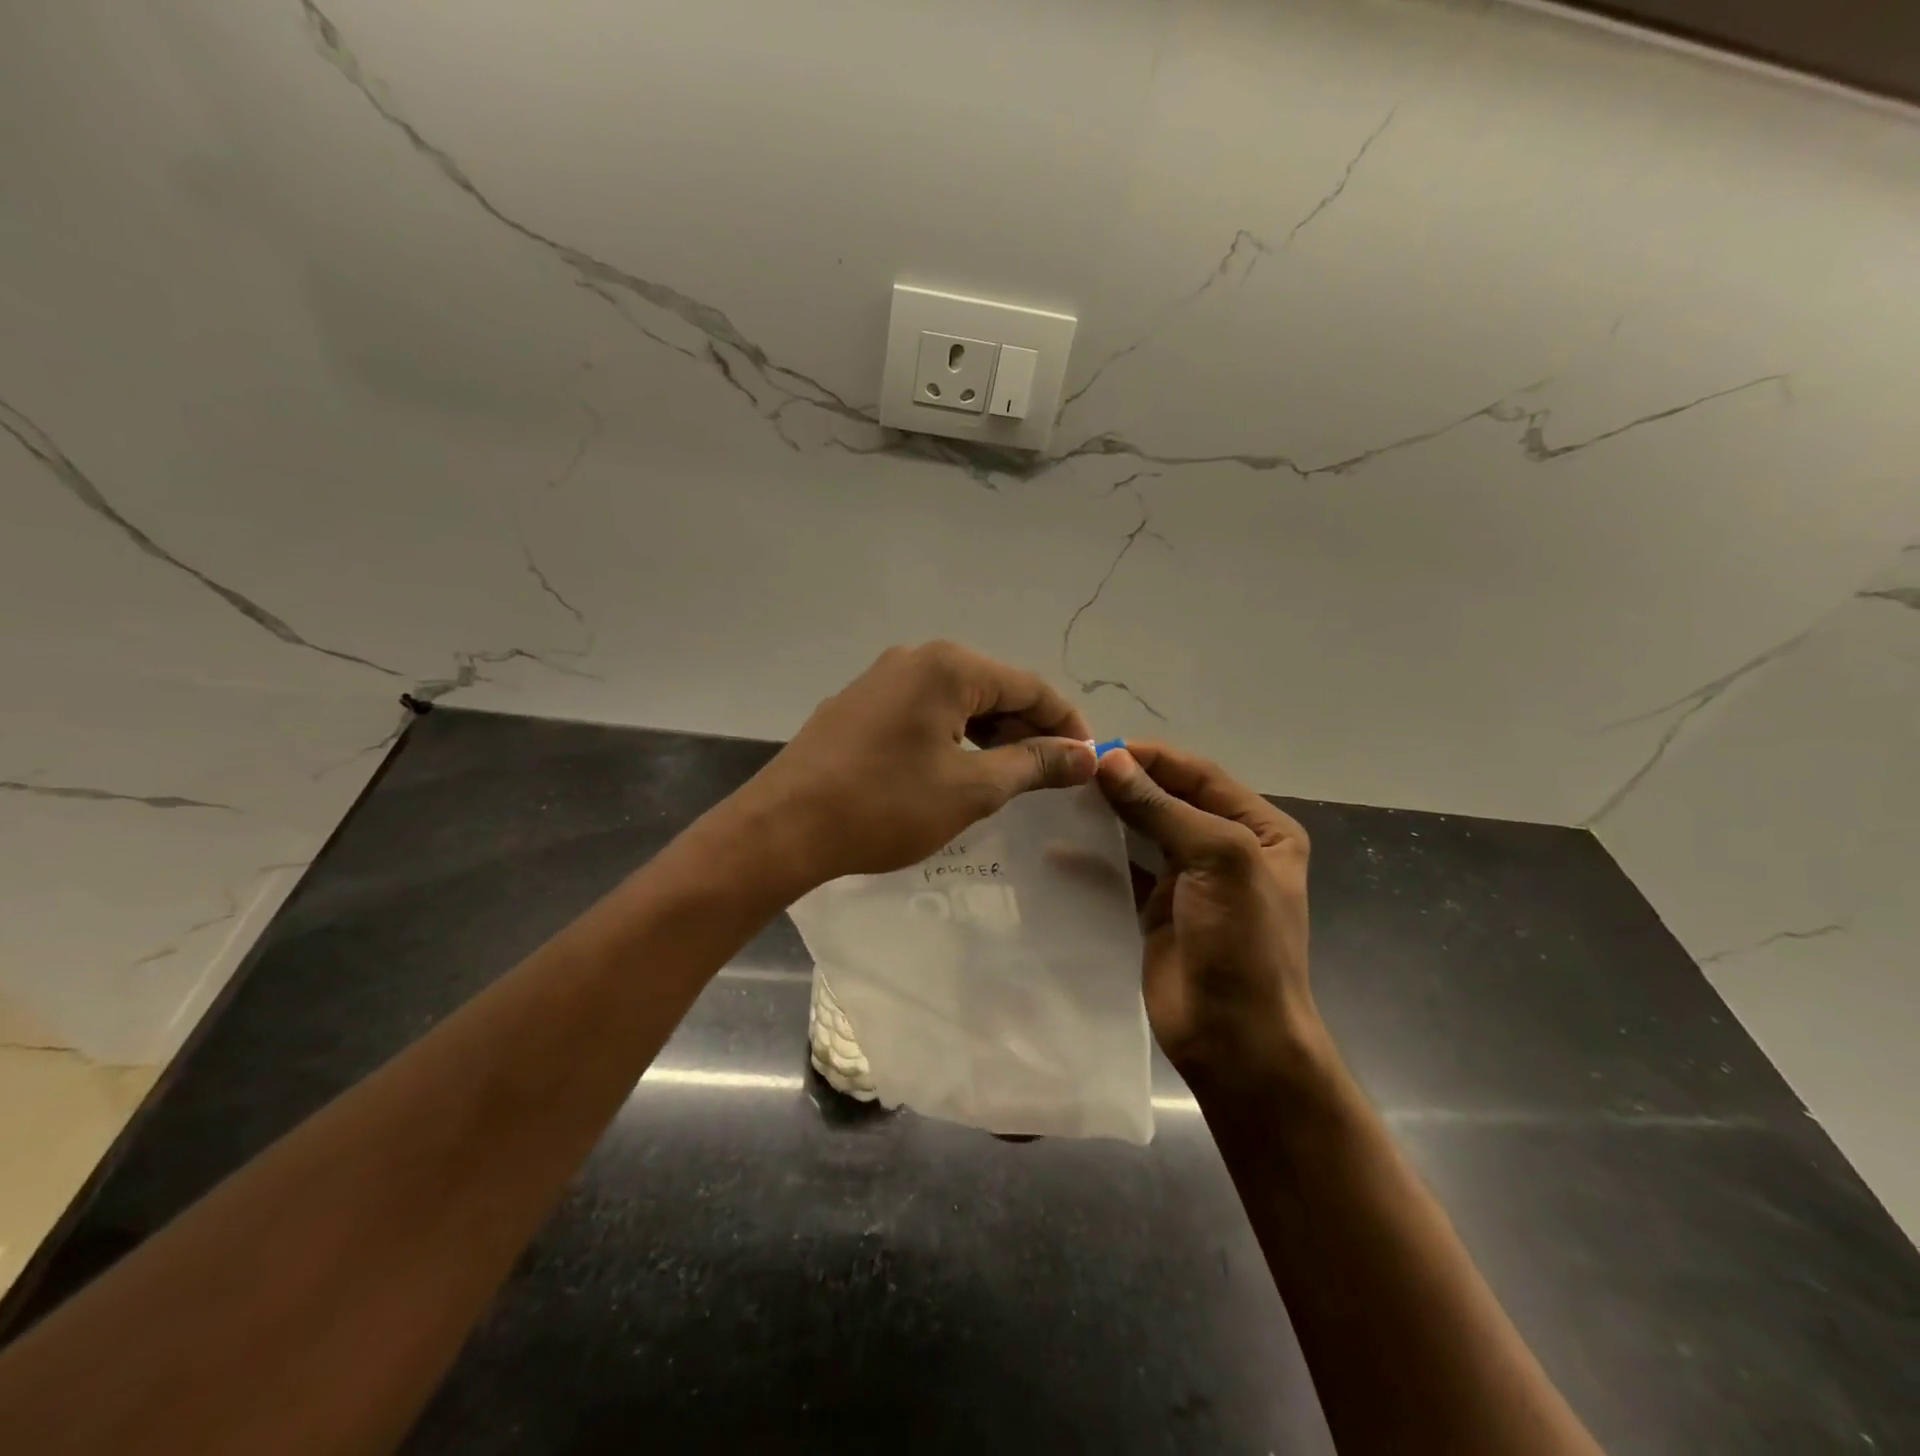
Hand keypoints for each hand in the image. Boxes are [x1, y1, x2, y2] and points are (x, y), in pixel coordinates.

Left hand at [737, 642, 1095, 889]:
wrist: (784, 827)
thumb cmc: (885, 805)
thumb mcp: (971, 788)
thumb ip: (1033, 765)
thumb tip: (1085, 755)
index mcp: (949, 667)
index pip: (1029, 686)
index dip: (1065, 724)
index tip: (1087, 762)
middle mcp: (916, 658)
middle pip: (993, 688)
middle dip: (1027, 730)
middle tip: (1049, 778)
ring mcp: (881, 679)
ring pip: (957, 701)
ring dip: (990, 736)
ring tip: (1007, 779)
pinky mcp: (859, 704)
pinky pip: (924, 711)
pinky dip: (953, 737)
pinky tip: (956, 771)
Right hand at [1095, 742, 1324, 1096]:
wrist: (1236, 1038)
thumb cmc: (1242, 942)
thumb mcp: (1217, 859)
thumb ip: (1162, 808)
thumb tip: (1109, 760)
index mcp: (1259, 829)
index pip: (1199, 775)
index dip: (1152, 758)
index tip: (1099, 748)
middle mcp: (1226, 847)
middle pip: (1170, 799)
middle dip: (1127, 782)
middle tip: (1074, 771)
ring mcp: (1190, 880)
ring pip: (1144, 832)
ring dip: (1110, 814)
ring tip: (1064, 797)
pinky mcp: (1157, 910)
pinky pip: (1124, 871)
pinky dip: (1097, 857)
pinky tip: (1061, 847)